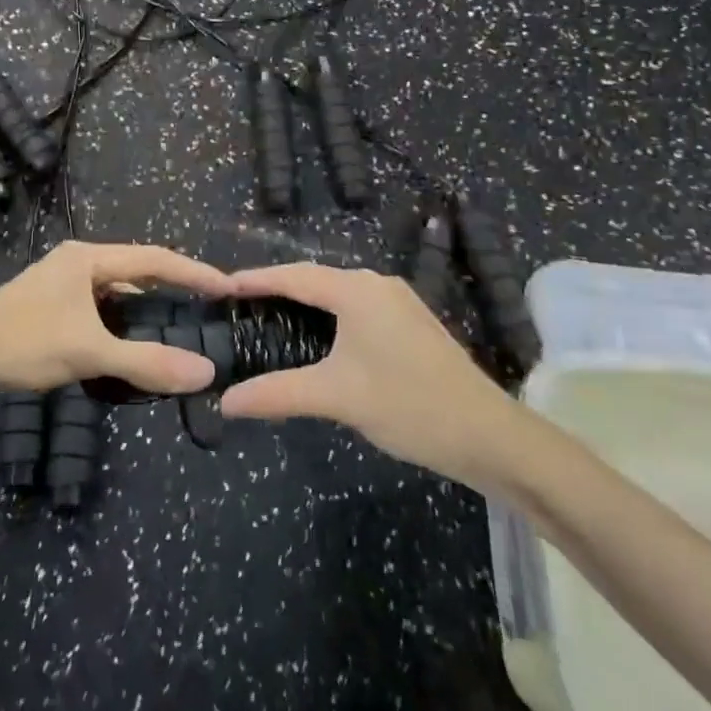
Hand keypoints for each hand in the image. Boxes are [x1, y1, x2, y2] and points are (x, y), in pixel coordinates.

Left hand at [0, 242, 229, 397]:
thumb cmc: (22, 342)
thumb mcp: (88, 351)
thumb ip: (146, 362)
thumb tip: (205, 372)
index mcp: (89, 258)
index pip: (154, 258)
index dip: (193, 272)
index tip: (228, 286)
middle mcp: (78, 263)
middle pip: (137, 270)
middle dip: (173, 286)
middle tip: (208, 307)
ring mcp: (63, 284)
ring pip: (117, 292)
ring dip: (146, 306)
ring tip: (179, 324)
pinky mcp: (52, 308)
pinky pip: (101, 309)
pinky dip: (122, 322)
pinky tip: (132, 343)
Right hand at [219, 264, 528, 488]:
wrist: (489, 434)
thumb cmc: (408, 404)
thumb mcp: (336, 397)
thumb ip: (277, 393)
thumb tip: (225, 402)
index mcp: (357, 290)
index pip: (294, 276)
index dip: (256, 279)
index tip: (222, 286)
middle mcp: (377, 284)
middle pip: (315, 279)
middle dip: (277, 289)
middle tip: (240, 306)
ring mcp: (398, 301)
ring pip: (338, 293)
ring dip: (305, 303)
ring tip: (270, 318)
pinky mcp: (411, 321)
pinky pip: (357, 307)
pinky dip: (329, 315)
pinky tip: (318, 337)